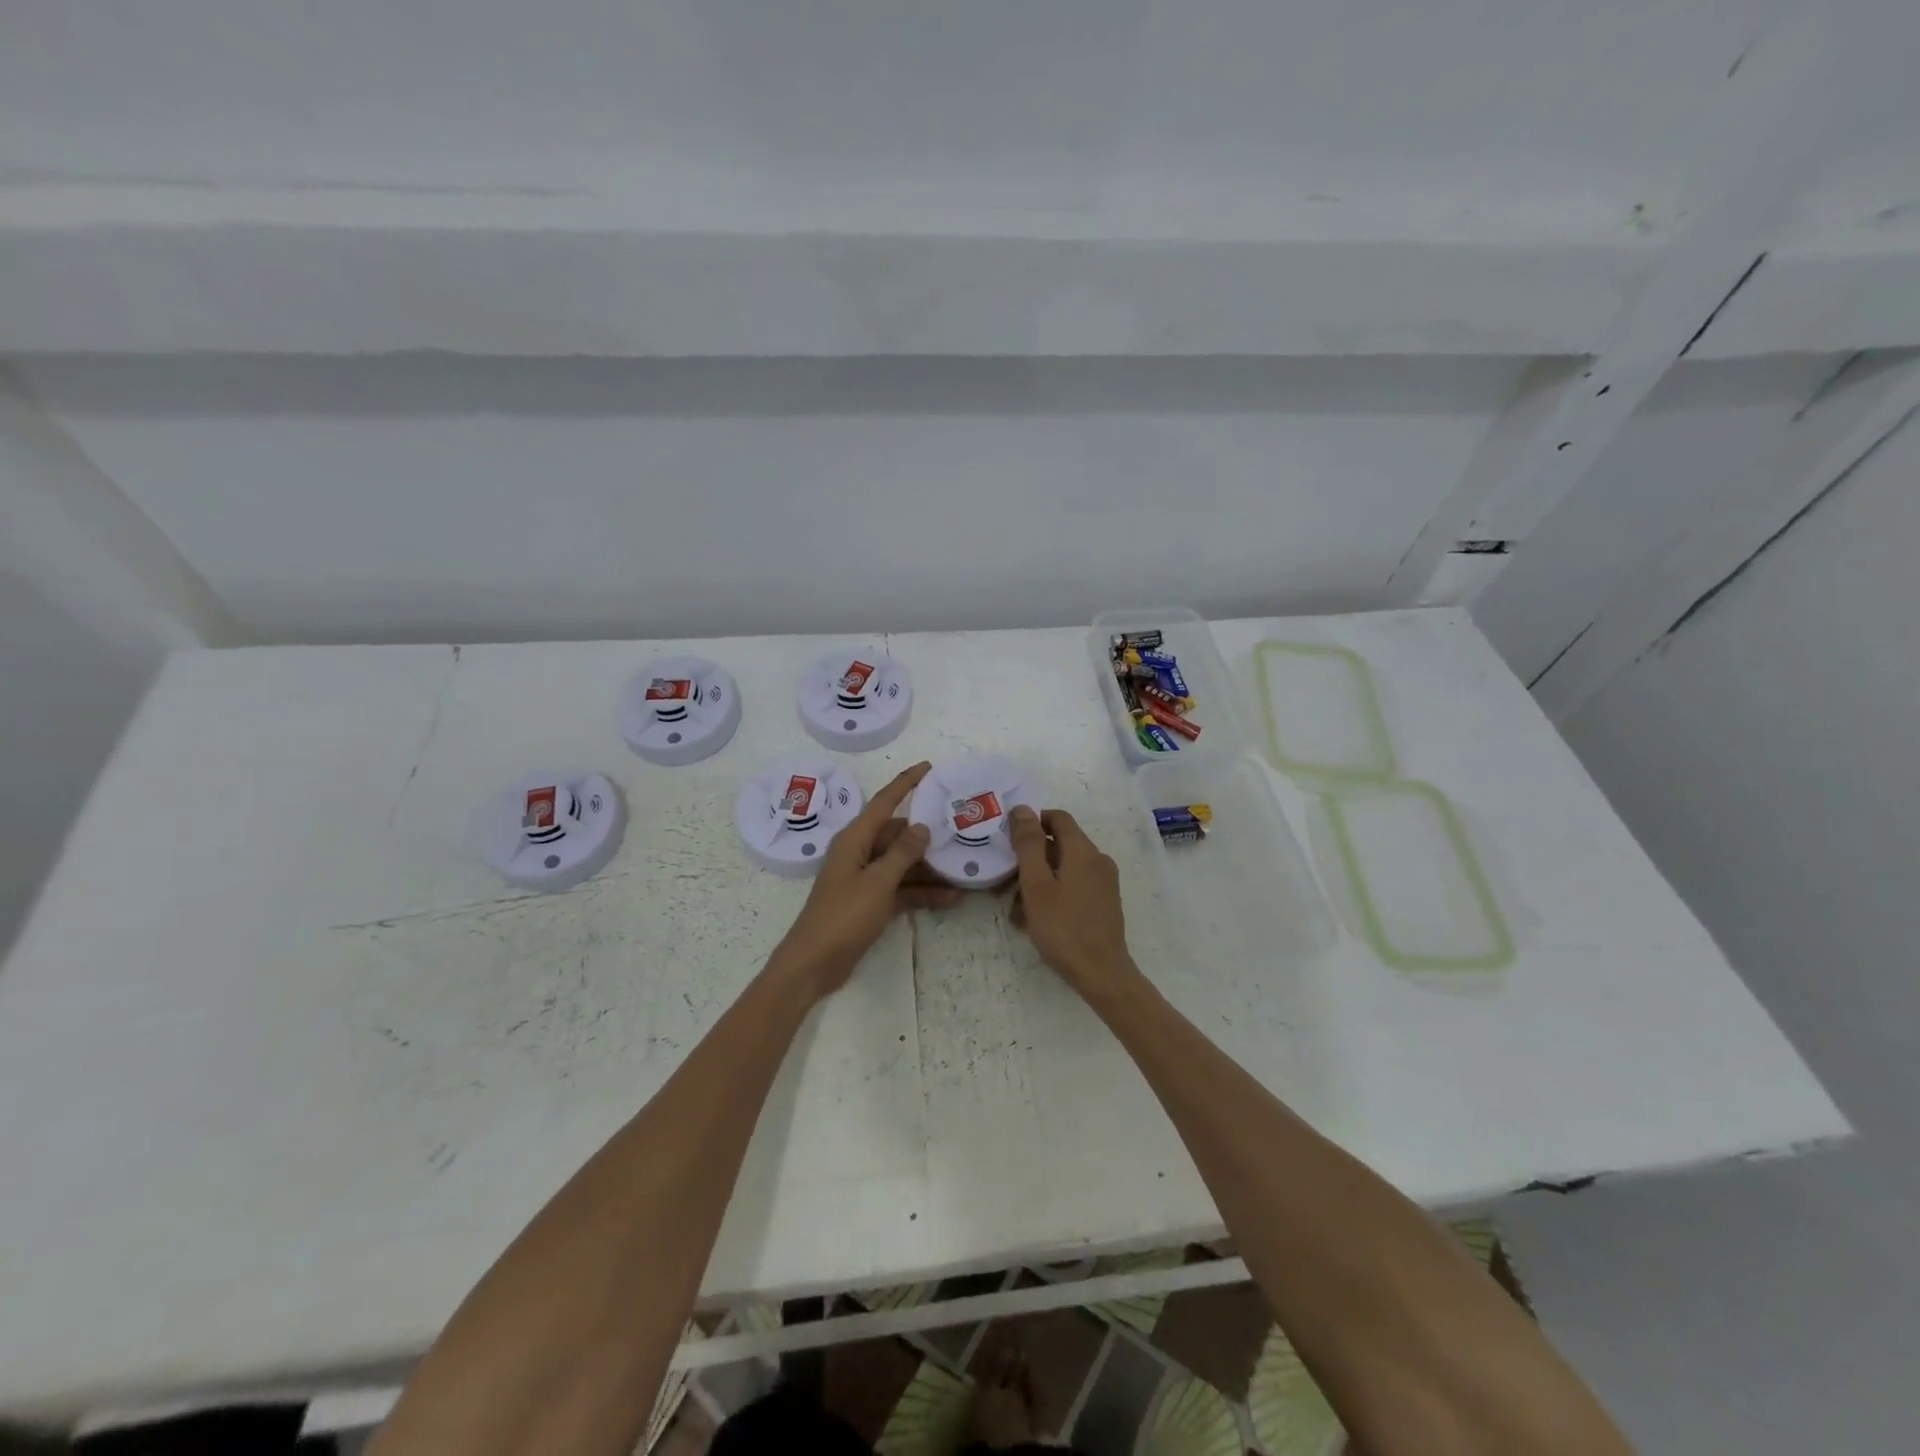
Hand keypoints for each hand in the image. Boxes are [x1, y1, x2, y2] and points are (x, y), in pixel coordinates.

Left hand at [770, 761, 960, 997]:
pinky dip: (923, 893)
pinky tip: (952, 898)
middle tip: (961, 828)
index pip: (884, 802)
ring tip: (964, 867)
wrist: (814, 964)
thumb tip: (922, 826)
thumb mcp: (878, 882)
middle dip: (927, 833)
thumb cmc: (843, 916)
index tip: (929, 767)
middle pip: (897, 834)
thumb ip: (902, 853)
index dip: (906, 783)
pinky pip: (902, 889)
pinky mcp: (870, 903)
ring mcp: (865, 879)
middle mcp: (859, 853)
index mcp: (855, 839)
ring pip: (903, 863)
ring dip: (929, 868)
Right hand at [1007, 805, 1137, 995]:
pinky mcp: (1104, 902)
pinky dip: (1053, 893)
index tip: (1009, 840)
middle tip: (1005, 882)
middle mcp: (1098, 860)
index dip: (1032, 822)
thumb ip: (1029, 844)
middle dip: (1030, 859)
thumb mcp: (1036, 884)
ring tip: (1015, 909)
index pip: (1057, 818)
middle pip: (1059, 845)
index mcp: (1083, 851)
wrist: (1102, 973)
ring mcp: (1104, 882)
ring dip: (1038, 881)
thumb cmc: (1063, 928)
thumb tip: (1022, 808)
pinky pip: (1074, 886)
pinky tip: (1035, 918)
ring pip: (1064, 868)